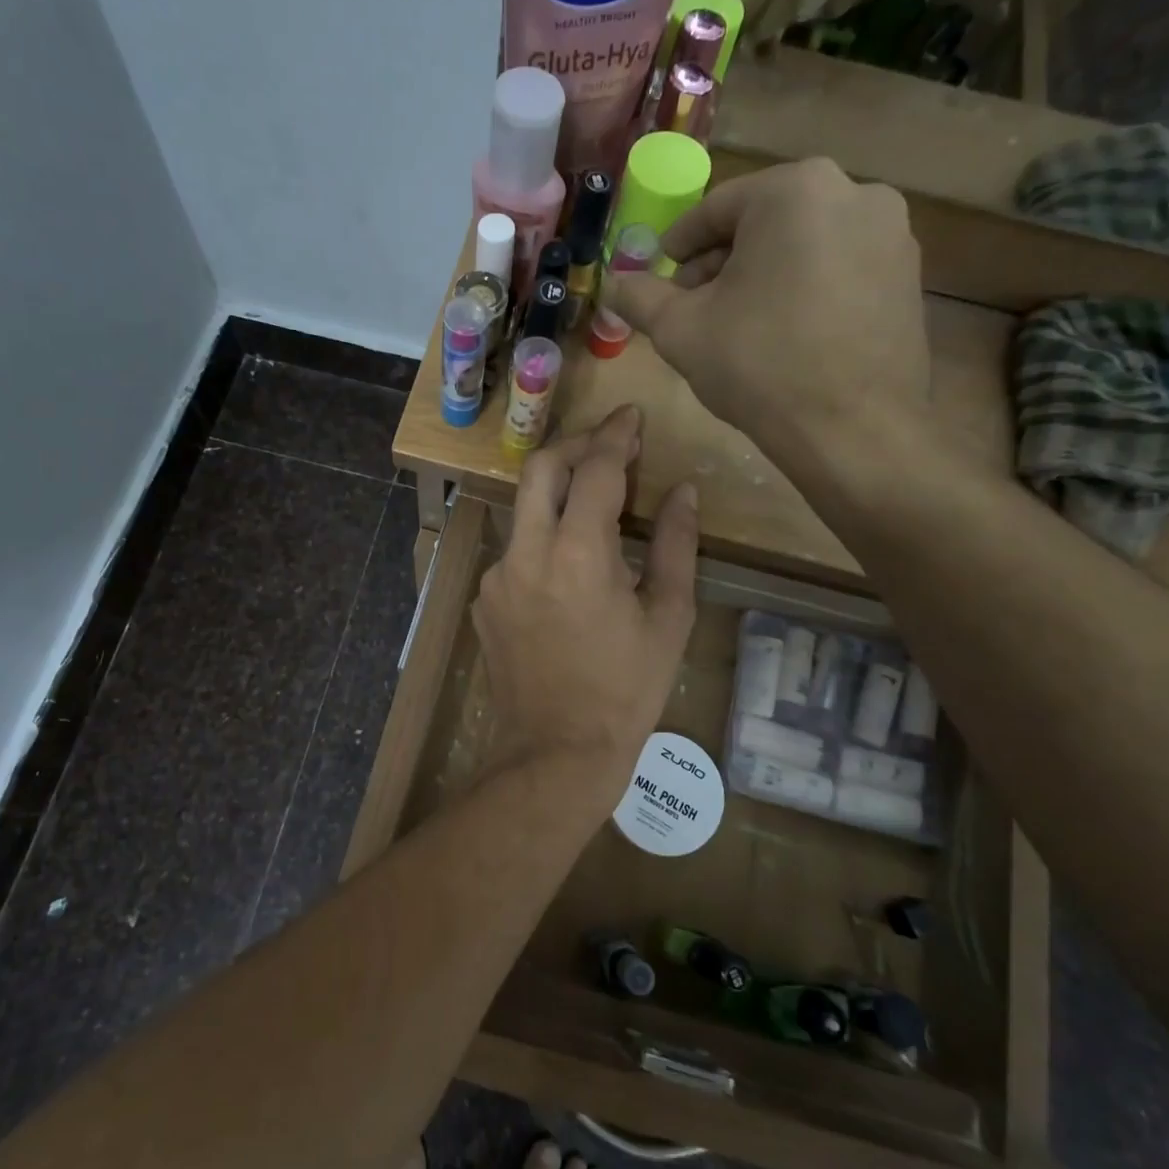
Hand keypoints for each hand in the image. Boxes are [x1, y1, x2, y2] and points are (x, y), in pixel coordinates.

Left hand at [472, 407, 698, 801]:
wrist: (554, 752)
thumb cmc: (625, 691)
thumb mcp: (667, 619)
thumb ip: (676, 545)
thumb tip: (684, 492)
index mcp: (579, 553)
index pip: (596, 469)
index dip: (616, 435)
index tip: (632, 416)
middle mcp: (527, 552)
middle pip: (541, 468)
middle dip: (576, 444)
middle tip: (609, 443)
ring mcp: (497, 576)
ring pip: (524, 508)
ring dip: (558, 491)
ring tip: (595, 500)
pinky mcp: (485, 599)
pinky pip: (515, 549)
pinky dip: (543, 538)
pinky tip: (568, 563)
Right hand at [605, 160, 929, 468]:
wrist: (852, 429)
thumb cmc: (758, 365)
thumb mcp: (679, 330)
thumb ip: (639, 297)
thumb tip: (612, 283)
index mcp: (794, 190)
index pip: (715, 208)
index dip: (678, 246)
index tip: (661, 277)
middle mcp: (854, 192)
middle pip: (763, 222)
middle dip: (721, 262)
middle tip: (695, 307)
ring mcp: (892, 233)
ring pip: (804, 244)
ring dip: (763, 275)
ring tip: (739, 325)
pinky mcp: (909, 276)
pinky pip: (839, 268)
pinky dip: (805, 289)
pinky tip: (786, 335)